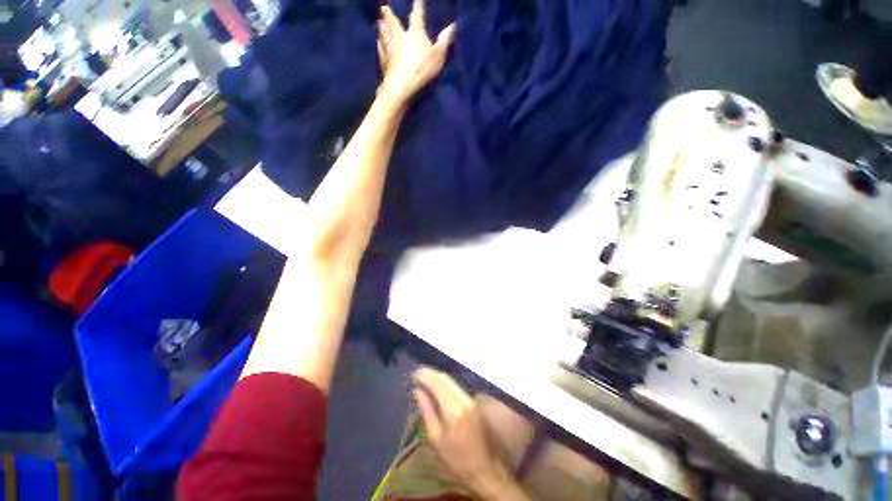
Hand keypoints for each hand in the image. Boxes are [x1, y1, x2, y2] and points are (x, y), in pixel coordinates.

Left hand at [377, 0, 455, 103]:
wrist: (401, 87)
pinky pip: (381, 51)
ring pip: (384, 35)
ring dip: (382, 27)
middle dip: (389, 15)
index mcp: (414, 34)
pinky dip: (379, 45)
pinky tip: (378, 43)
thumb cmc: (422, 71)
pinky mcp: (384, 63)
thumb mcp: (438, 56)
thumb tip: (453, 25)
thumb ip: (444, 41)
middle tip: (383, 7)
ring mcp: (389, 51)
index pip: (417, 16)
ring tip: (379, 21)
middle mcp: (399, 38)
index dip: (418, 6)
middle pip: (393, 23)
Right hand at [411, 368, 515, 497]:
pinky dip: (446, 383)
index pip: (437, 383)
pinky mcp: (475, 402)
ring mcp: (471, 399)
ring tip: (425, 377)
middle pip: (446, 378)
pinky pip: (457, 387)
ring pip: (452, 381)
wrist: (484, 471)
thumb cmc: (455, 461)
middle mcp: (464, 399)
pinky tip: (438, 386)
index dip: (425, 376)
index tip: (413, 374)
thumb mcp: (435, 439)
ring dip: (438, 377)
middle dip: (431, 373)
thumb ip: (426, 410)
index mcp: (453, 409)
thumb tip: (417, 390)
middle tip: (417, 373)